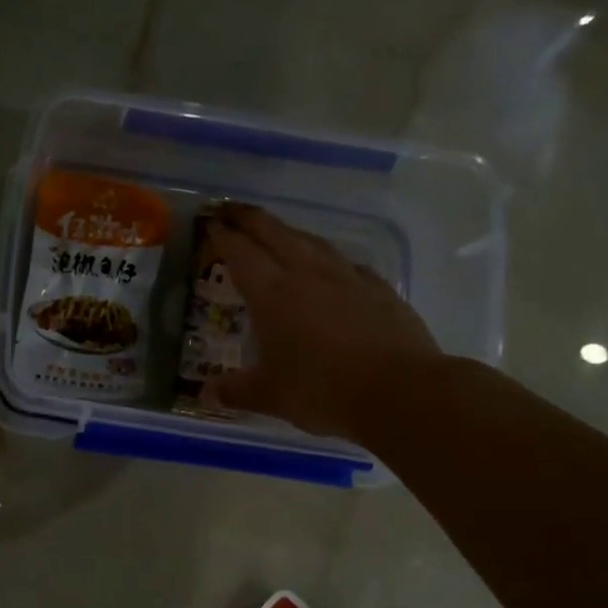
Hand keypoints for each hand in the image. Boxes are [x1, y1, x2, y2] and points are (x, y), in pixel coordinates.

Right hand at [203, 202, 441, 439]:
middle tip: (231, 210)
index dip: (223, 235)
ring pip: (311, 241)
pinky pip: (344, 263)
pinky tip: (328, 269)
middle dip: (249, 218)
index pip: (241, 253)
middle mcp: (307, 275)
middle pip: (274, 233)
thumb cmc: (322, 391)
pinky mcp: (378, 289)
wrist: (400, 391)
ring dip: (287, 232)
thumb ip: (235, 391)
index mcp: (272, 295)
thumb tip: (206, 394)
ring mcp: (347, 278)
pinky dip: (326, 258)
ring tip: (275, 233)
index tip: (210, 222)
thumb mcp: (270, 396)